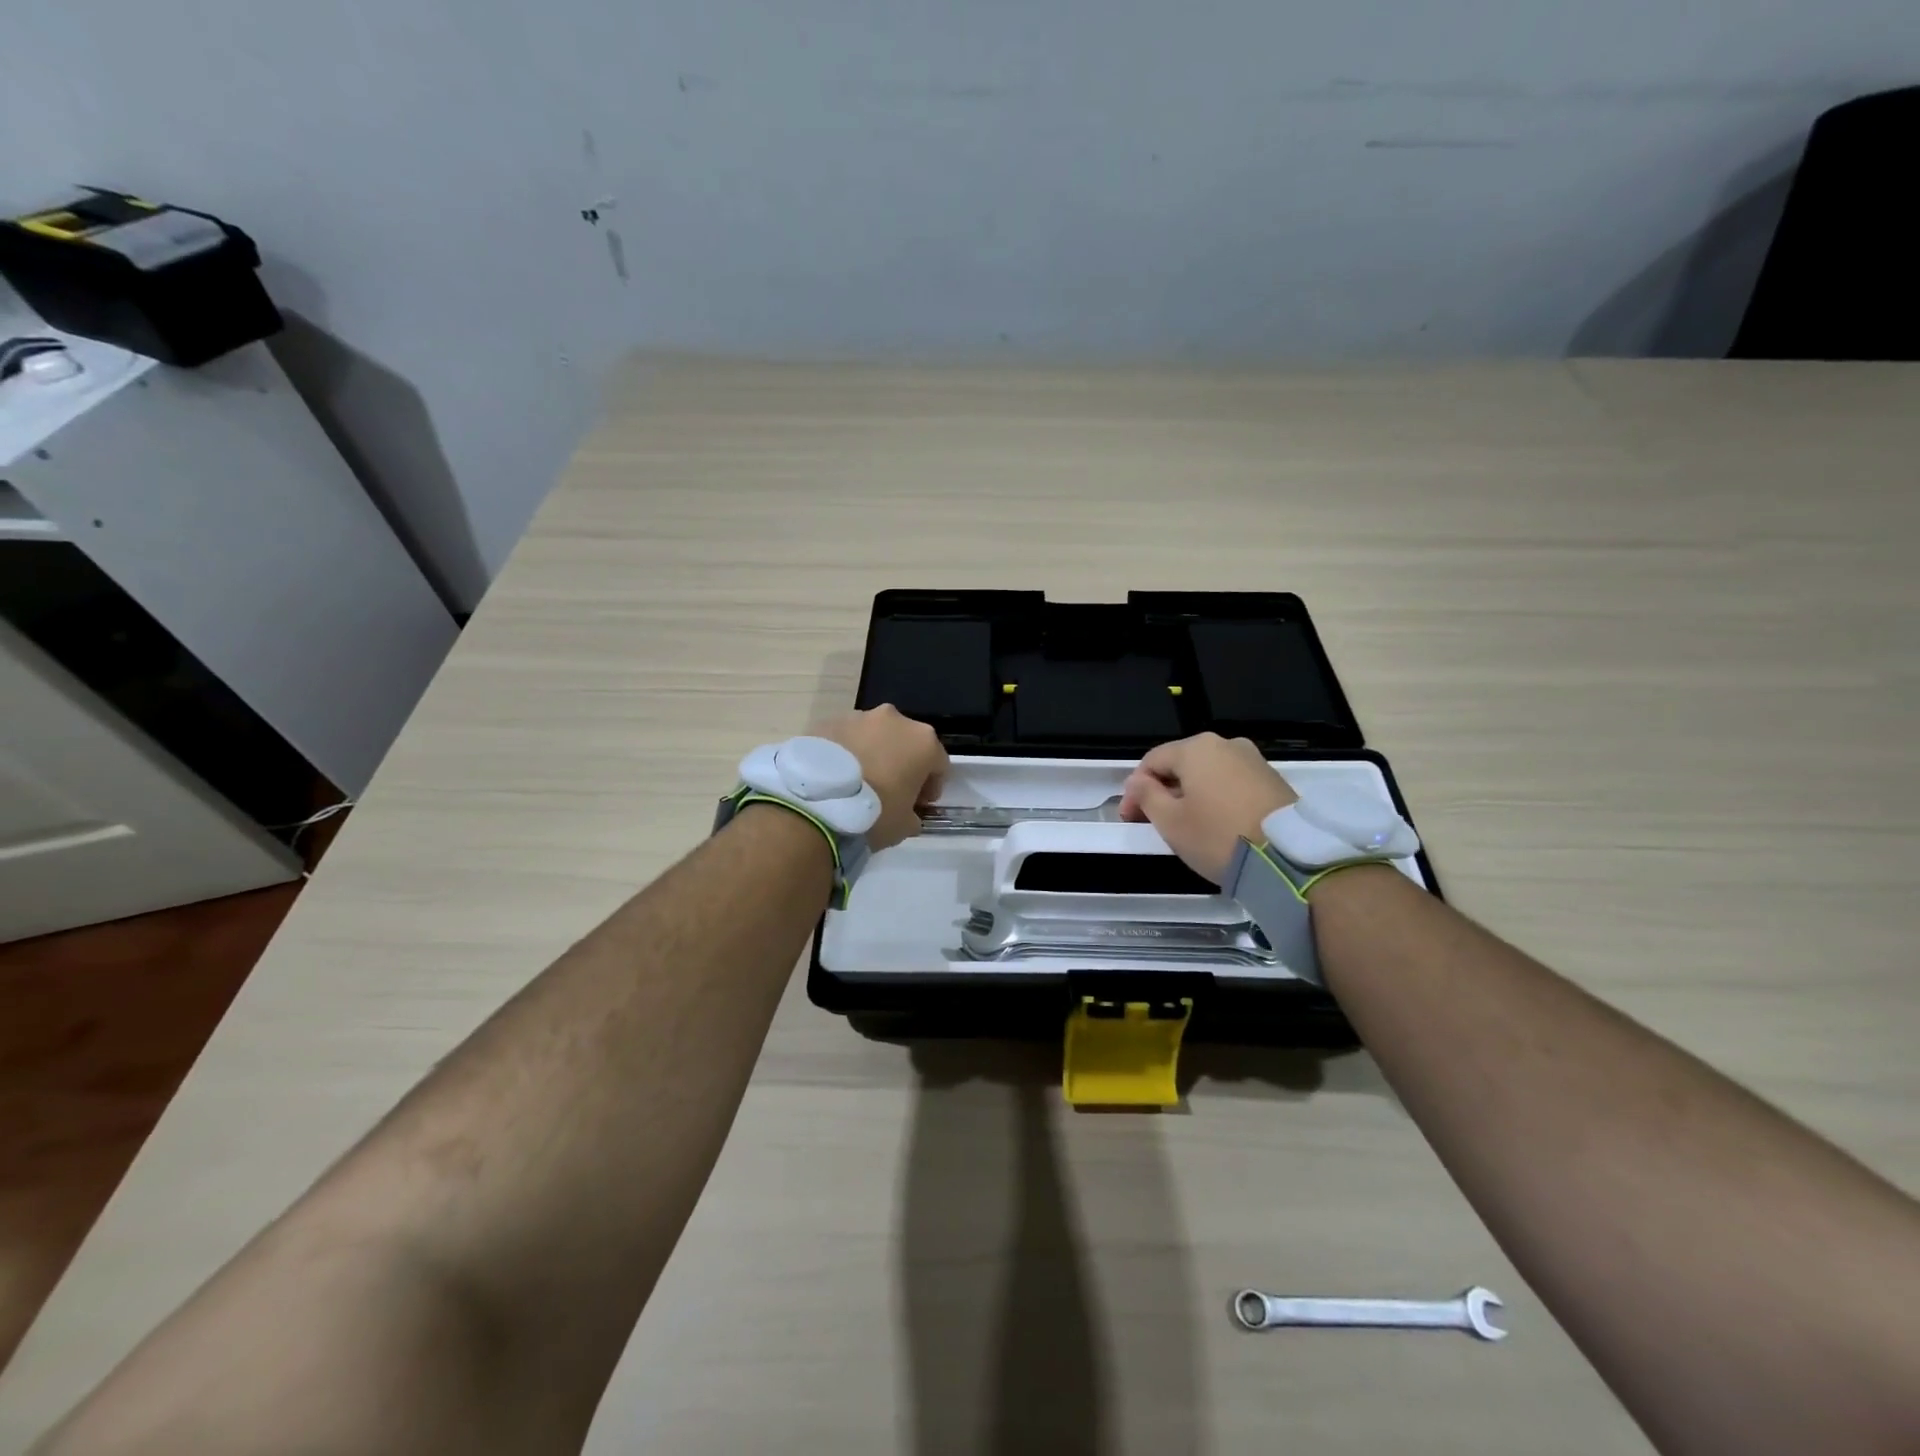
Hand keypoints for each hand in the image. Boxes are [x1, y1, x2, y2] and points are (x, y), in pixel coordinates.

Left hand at [817, 705, 948, 851]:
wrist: (816, 804)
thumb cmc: (874, 814)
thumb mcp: (905, 825)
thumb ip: (913, 814)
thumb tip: (907, 813)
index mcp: (923, 741)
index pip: (938, 762)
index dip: (932, 784)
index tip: (920, 803)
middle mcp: (894, 719)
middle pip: (906, 742)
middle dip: (902, 762)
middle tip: (890, 789)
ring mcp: (858, 717)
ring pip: (874, 736)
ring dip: (873, 754)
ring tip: (857, 782)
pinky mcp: (827, 721)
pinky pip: (845, 738)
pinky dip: (846, 753)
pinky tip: (835, 776)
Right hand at [1120, 733, 1297, 882]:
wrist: (1288, 857)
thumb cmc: (1217, 835)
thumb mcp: (1170, 822)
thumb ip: (1147, 796)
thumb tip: (1138, 782)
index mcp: (1196, 748)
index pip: (1152, 761)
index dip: (1134, 789)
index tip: (1129, 818)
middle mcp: (1226, 744)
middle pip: (1182, 764)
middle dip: (1163, 790)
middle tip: (1153, 821)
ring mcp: (1254, 760)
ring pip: (1208, 773)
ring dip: (1190, 794)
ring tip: (1185, 825)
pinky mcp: (1273, 780)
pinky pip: (1232, 783)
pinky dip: (1216, 798)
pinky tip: (1215, 823)